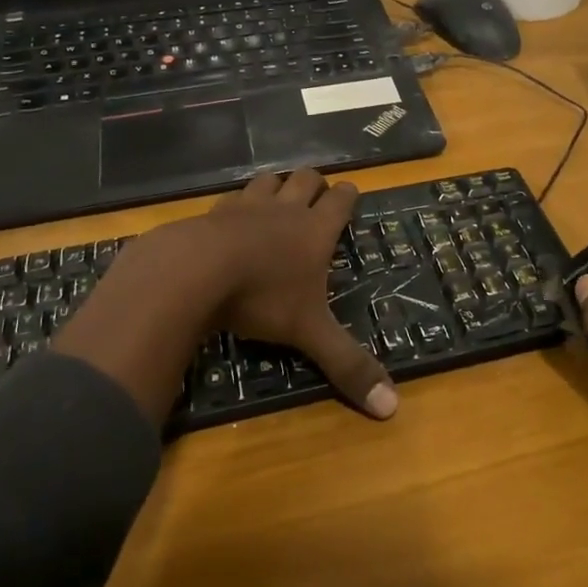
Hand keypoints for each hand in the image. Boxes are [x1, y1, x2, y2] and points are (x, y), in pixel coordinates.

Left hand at [199, 170, 397, 418]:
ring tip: (278, 197)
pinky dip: (238, 202)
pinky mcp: (214, 211)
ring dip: (277, 185)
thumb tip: (392, 407)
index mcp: (315, 230)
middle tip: (317, 195)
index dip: (348, 196)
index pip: (340, 200)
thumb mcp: (308, 333)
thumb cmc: (262, 297)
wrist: (195, 271)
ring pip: (269, 180)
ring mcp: (247, 206)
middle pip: (306, 179)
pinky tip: (232, 216)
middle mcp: (285, 210)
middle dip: (314, 184)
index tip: (350, 194)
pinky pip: (232, 196)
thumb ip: (347, 364)